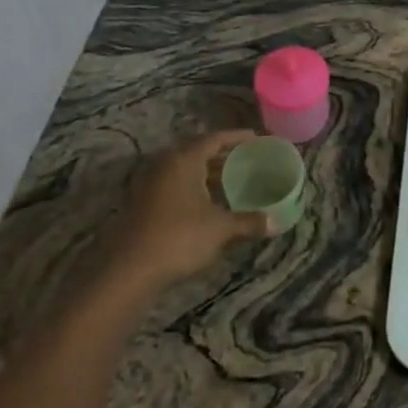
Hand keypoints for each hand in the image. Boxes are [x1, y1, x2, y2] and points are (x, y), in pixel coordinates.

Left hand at [103, 132, 270, 296]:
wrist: (129, 270)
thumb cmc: (179, 237)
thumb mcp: (220, 229)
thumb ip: (249, 222)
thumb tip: (277, 222)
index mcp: (185, 159)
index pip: (215, 138)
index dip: (238, 137)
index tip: (258, 139)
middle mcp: (166, 164)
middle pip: (199, 151)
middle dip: (224, 156)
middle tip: (249, 160)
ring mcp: (151, 184)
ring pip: (186, 170)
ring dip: (209, 174)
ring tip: (233, 181)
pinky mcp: (144, 203)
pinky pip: (176, 185)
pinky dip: (195, 188)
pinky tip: (210, 203)